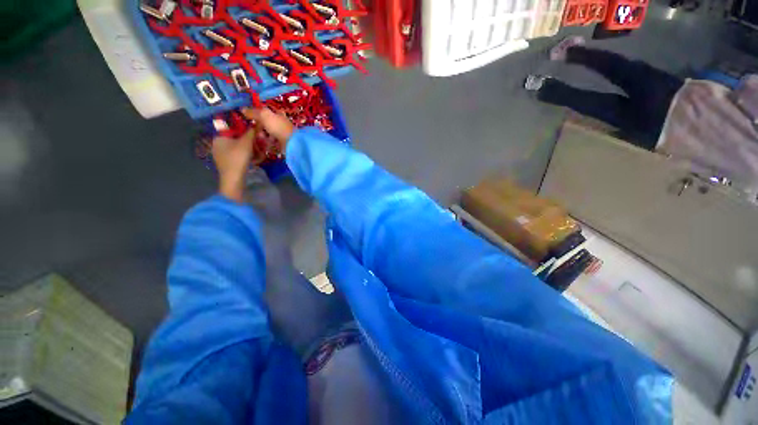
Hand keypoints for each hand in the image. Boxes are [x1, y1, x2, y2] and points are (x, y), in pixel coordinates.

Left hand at [212, 129, 255, 201]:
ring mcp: (222, 155)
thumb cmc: (238, 158)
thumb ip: (251, 132)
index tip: (257, 135)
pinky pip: (239, 156)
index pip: (235, 129)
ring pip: (240, 148)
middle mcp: (218, 144)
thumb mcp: (246, 143)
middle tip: (261, 147)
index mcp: (219, 137)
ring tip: (260, 155)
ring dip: (252, 151)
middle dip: (252, 143)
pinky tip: (255, 161)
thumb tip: (257, 122)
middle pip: (239, 139)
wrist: (233, 179)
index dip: (247, 131)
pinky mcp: (228, 163)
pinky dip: (248, 157)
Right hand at [242, 107, 294, 148]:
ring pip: (268, 135)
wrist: (291, 143)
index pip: (266, 113)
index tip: (249, 119)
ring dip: (263, 137)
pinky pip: (272, 144)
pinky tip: (266, 145)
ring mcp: (282, 135)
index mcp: (278, 115)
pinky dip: (268, 144)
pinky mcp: (282, 145)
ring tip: (262, 139)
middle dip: (259, 129)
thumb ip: (253, 112)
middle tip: (257, 132)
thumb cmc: (278, 126)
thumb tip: (242, 109)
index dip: (258, 116)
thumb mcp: (264, 115)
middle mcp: (280, 124)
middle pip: (266, 125)